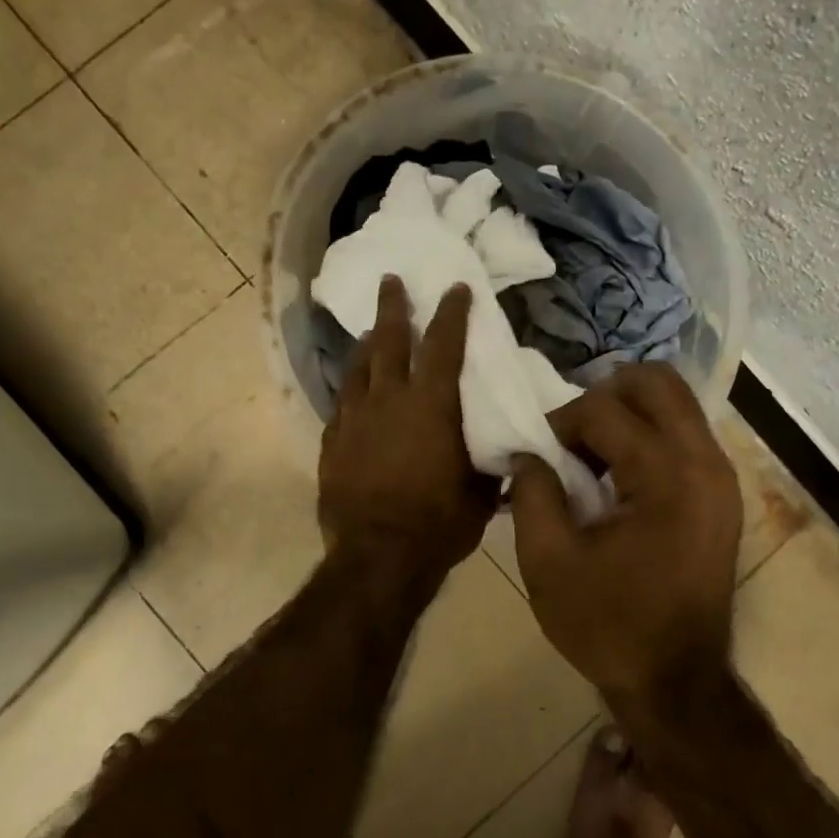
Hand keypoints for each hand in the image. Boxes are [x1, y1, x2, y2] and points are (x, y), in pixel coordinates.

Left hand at [318, 277, 498, 586]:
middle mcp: (388, 399)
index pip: (443, 345)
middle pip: (388, 340)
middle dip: (393, 307)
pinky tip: (353, 390)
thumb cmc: (438, 524)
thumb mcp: (480, 493)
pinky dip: (351, 389)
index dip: (451, 312)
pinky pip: (342, 403)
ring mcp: (354, 419)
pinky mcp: (332, 442)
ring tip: (369, 332)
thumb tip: (507, 453)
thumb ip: (489, 463)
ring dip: (366, 345)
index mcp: (431, 405)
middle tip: (391, 281)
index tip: (455, 287)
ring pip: (358, 368)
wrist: (378, 556)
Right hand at [511, 364, 740, 700]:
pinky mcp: (723, 495)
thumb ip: (531, 492)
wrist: (675, 681)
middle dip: (603, 395)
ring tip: (591, 459)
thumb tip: (527, 452)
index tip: (537, 458)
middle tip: (570, 437)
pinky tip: (618, 480)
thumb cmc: (607, 625)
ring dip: (627, 416)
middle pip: (657, 382)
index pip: (604, 407)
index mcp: (665, 476)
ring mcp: (723, 477)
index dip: (559, 423)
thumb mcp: (548, 561)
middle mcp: (705, 462)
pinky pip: (685, 436)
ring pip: (676, 404)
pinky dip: (648, 438)